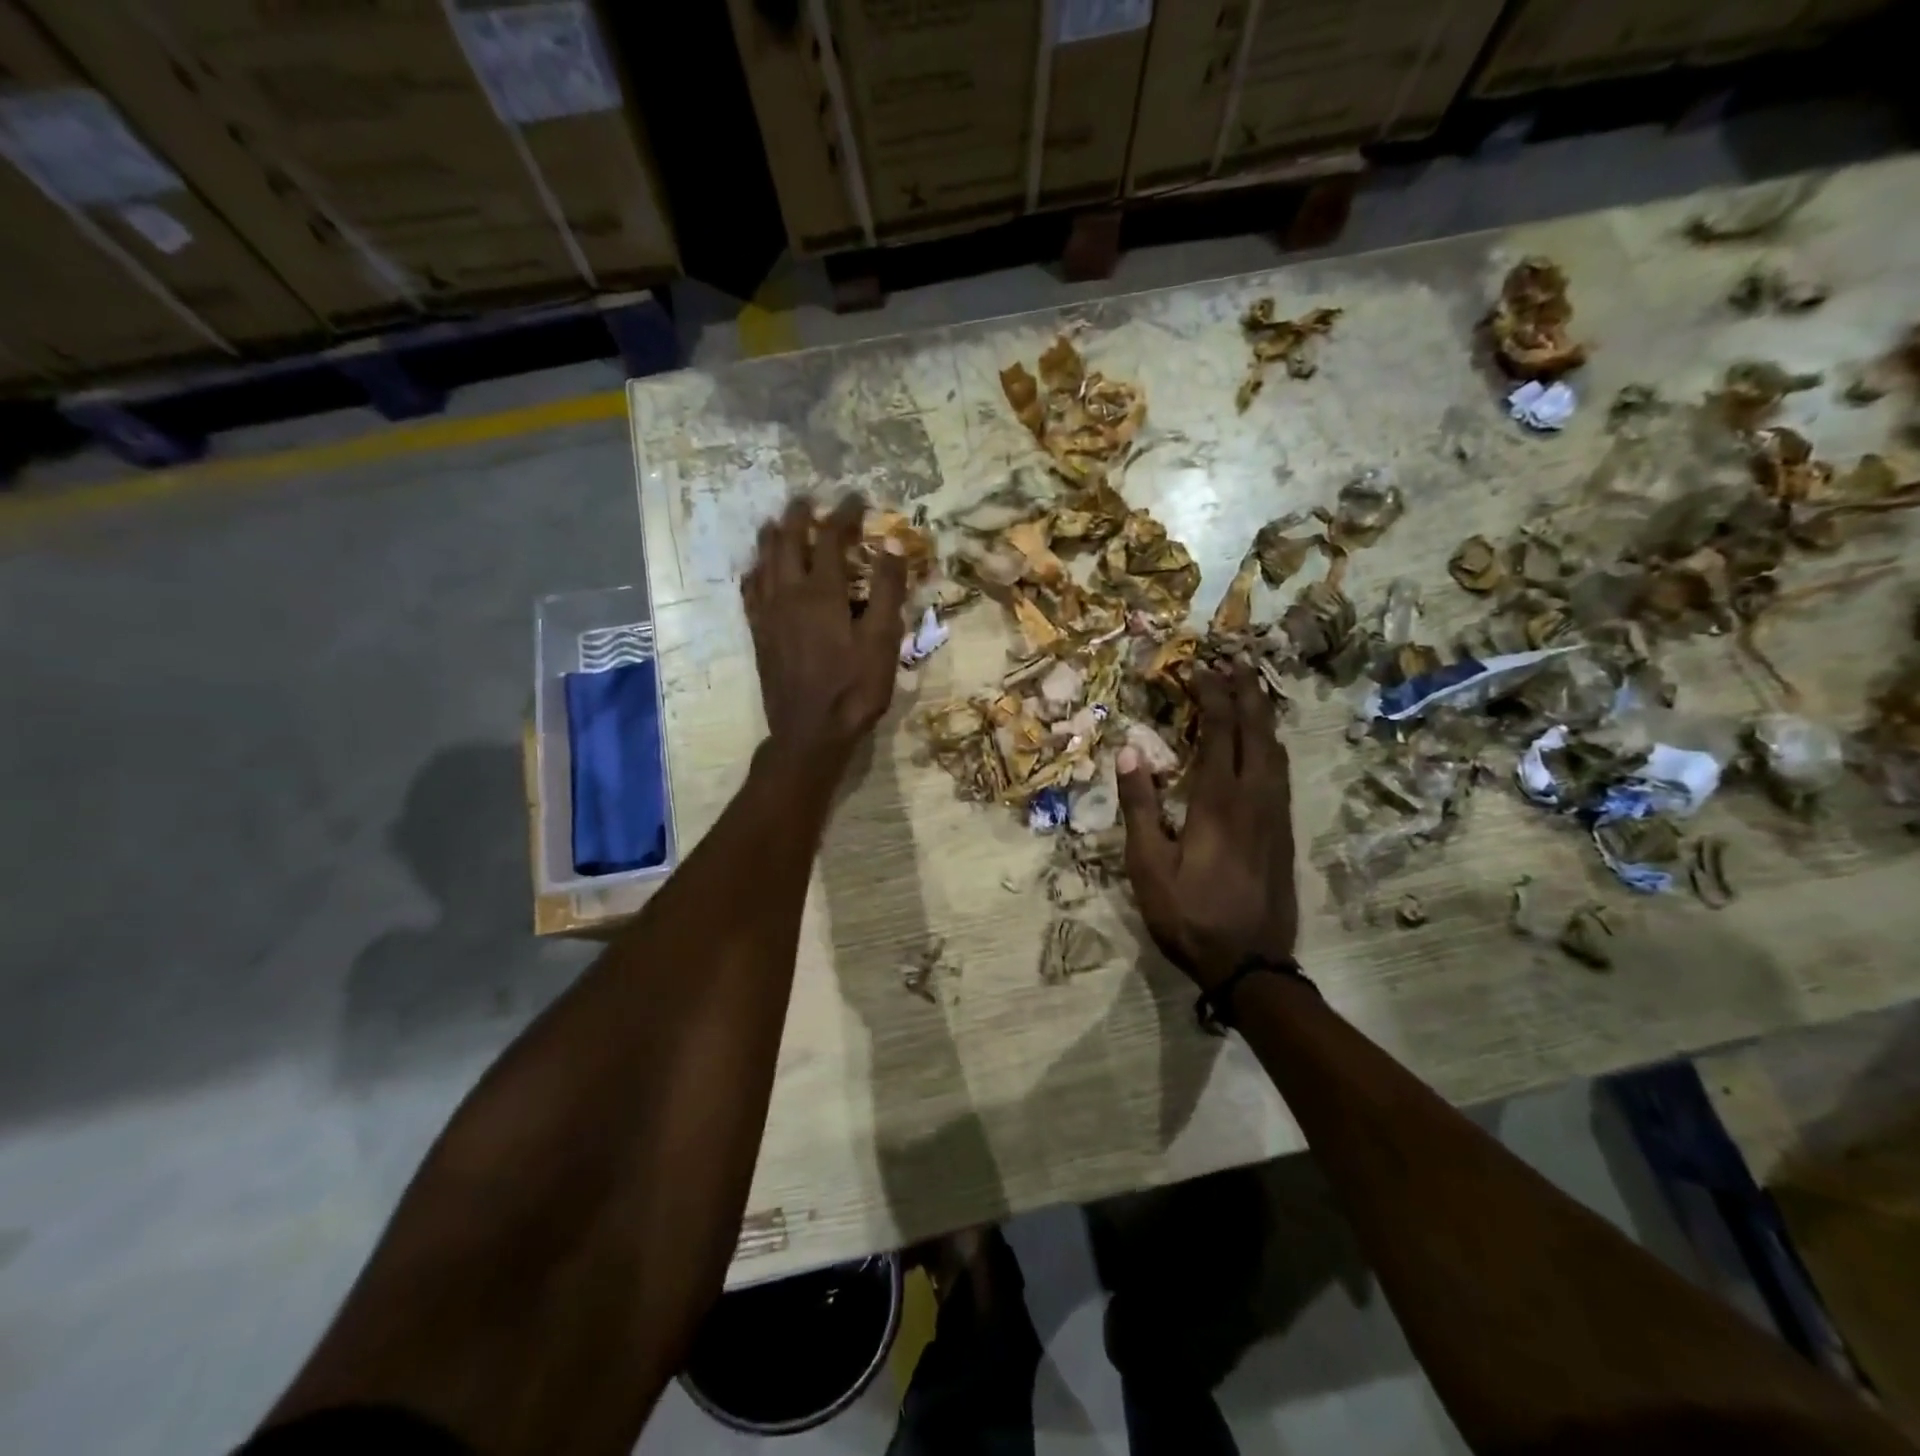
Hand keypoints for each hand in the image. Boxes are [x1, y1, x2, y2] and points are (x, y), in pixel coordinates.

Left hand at [742, 494, 907, 775]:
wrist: (810, 732)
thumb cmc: (854, 689)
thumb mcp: (882, 641)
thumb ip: (887, 590)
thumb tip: (893, 543)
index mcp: (822, 592)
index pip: (831, 539)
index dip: (844, 514)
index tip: (856, 498)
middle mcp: (789, 594)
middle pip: (788, 542)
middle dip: (798, 516)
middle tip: (806, 500)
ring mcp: (769, 614)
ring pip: (763, 563)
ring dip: (771, 538)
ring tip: (775, 523)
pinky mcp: (759, 634)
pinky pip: (750, 592)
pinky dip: (755, 572)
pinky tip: (756, 570)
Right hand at [1117, 665, 1296, 990]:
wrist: (1250, 965)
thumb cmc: (1189, 916)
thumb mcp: (1148, 865)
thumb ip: (1140, 805)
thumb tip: (1130, 751)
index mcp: (1219, 800)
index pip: (1219, 730)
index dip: (1209, 693)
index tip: (1196, 666)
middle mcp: (1256, 798)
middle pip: (1257, 730)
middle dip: (1245, 691)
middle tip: (1233, 660)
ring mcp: (1276, 816)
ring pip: (1276, 750)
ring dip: (1262, 715)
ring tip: (1249, 691)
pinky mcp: (1283, 833)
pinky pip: (1281, 772)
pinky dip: (1270, 744)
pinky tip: (1263, 747)